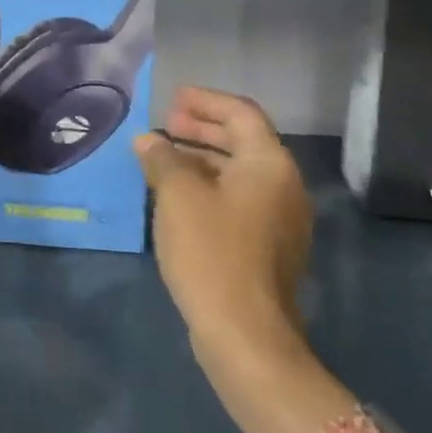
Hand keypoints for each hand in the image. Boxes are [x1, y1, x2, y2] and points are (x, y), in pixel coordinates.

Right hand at [135, 87, 353, 432]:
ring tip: (162, 158)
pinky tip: (176, 196)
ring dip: (201, 159)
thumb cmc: (212, 250)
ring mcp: (278, 219)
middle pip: (243, 141)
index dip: (206, 101)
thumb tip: (148, 141)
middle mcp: (283, 186)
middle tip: (165, 124)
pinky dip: (208, 186)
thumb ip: (162, 158)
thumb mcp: (177, 195)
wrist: (245, 333)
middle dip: (202, 129)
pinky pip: (238, 199)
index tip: (173, 99)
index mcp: (269, 164)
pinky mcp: (267, 247)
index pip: (241, 113)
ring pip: (238, 173)